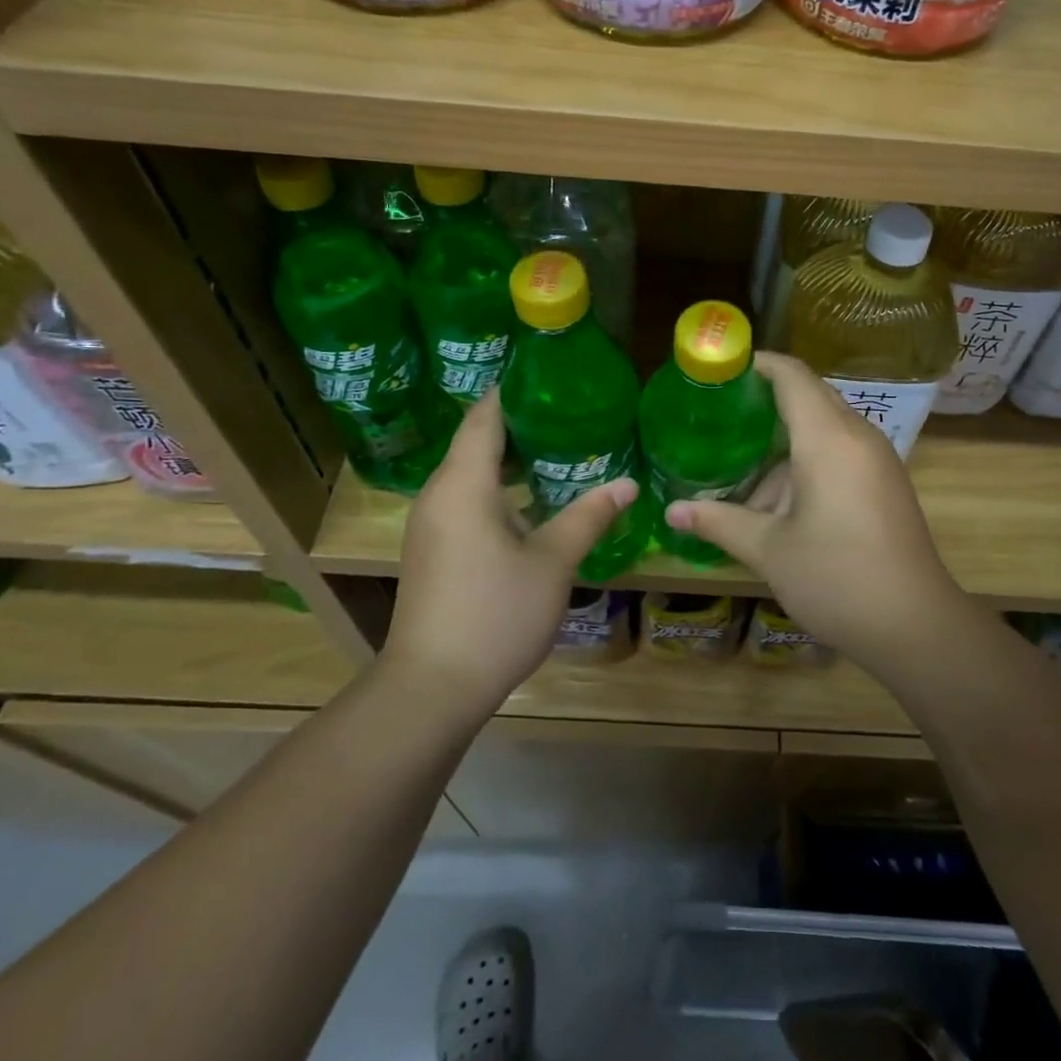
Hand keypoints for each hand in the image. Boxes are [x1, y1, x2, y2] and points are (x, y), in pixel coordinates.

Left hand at [379, 389, 638, 723]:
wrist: (431, 688)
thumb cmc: (495, 614)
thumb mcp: (553, 562)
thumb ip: (589, 516)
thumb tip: (628, 483)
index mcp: (463, 485)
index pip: (484, 417)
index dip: (511, 390)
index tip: (547, 372)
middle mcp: (439, 495)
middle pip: (476, 441)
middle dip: (519, 422)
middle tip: (568, 409)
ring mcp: (432, 524)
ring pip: (471, 473)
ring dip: (509, 458)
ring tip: (558, 447)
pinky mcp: (433, 549)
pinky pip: (466, 499)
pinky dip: (498, 487)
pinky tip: (533, 500)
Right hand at [664, 352, 964, 677]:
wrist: (916, 626)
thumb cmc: (836, 579)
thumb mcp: (769, 550)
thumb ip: (719, 522)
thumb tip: (671, 512)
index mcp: (828, 439)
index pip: (793, 376)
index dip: (758, 364)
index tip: (722, 370)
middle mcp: (857, 436)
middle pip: (809, 397)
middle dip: (765, 403)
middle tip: (718, 416)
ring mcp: (877, 459)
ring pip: (823, 430)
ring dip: (783, 446)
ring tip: (739, 474)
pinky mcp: (885, 483)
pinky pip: (840, 452)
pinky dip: (806, 463)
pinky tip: (778, 503)